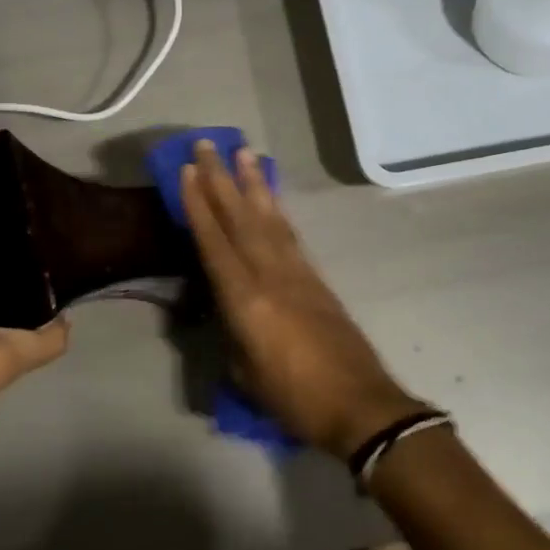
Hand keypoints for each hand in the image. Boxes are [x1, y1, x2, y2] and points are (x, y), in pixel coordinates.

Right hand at [180, 140, 422, 458]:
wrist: (360, 405)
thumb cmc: (294, 398)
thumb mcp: (245, 373)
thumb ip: (233, 333)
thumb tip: (229, 311)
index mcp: (246, 299)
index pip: (214, 241)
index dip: (198, 204)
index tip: (188, 170)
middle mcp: (270, 274)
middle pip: (240, 217)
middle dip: (221, 178)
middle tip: (209, 143)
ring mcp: (297, 272)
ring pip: (269, 218)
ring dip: (253, 184)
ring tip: (243, 154)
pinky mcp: (316, 279)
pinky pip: (289, 234)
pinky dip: (276, 211)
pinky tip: (269, 199)